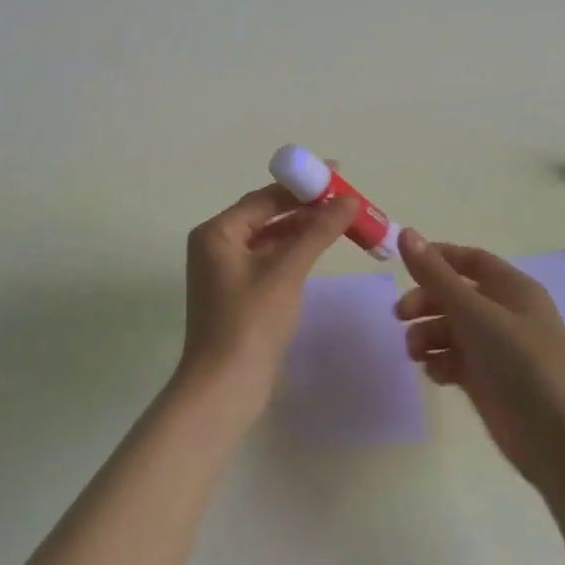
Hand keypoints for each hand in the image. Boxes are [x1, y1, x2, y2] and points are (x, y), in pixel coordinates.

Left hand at [177, 184, 359, 420]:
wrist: (223, 389)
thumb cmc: (250, 322)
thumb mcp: (287, 271)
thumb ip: (317, 231)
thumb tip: (348, 199)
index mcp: (216, 232)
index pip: (264, 197)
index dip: (302, 185)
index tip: (337, 175)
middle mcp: (215, 245)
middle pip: (265, 214)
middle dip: (305, 207)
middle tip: (345, 199)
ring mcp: (224, 271)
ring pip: (269, 238)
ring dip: (301, 229)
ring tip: (340, 221)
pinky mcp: (237, 293)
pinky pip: (268, 259)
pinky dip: (292, 252)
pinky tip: (317, 249)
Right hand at [397, 228, 564, 488]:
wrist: (562, 442)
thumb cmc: (523, 364)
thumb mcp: (476, 314)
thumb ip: (437, 276)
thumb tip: (406, 233)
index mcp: (513, 289)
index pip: (471, 261)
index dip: (438, 259)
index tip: (404, 265)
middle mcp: (506, 315)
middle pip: (455, 295)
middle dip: (426, 301)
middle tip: (401, 316)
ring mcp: (497, 350)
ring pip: (451, 329)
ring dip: (428, 334)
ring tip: (416, 353)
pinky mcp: (489, 382)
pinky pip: (455, 360)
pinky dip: (440, 362)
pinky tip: (436, 374)